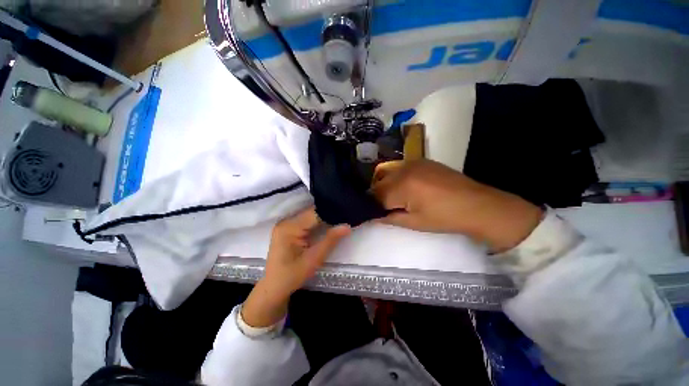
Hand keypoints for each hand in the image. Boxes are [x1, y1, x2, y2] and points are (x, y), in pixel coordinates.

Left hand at [242, 208, 350, 326]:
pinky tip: (328, 225)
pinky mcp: (288, 228)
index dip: (331, 213)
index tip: (346, 214)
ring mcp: (286, 224)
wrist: (274, 287)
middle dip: (329, 215)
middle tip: (345, 217)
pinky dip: (317, 223)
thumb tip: (347, 225)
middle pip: (312, 213)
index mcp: (289, 227)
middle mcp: (286, 221)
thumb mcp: (314, 259)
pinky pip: (306, 221)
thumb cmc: (292, 276)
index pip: (315, 213)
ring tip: (340, 220)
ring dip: (324, 218)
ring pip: (310, 216)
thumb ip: (330, 240)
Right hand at [371, 160, 542, 252]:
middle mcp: (404, 169)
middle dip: (377, 196)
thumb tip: (372, 217)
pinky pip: (400, 168)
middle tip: (384, 208)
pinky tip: (406, 188)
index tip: (373, 214)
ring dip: (385, 186)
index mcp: (402, 186)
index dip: (372, 206)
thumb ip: (389, 218)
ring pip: (387, 173)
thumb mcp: (415, 222)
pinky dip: (396, 178)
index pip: (375, 196)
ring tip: (394, 199)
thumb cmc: (445, 218)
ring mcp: (413, 162)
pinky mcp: (422, 161)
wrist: (478, 205)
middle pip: (379, 183)